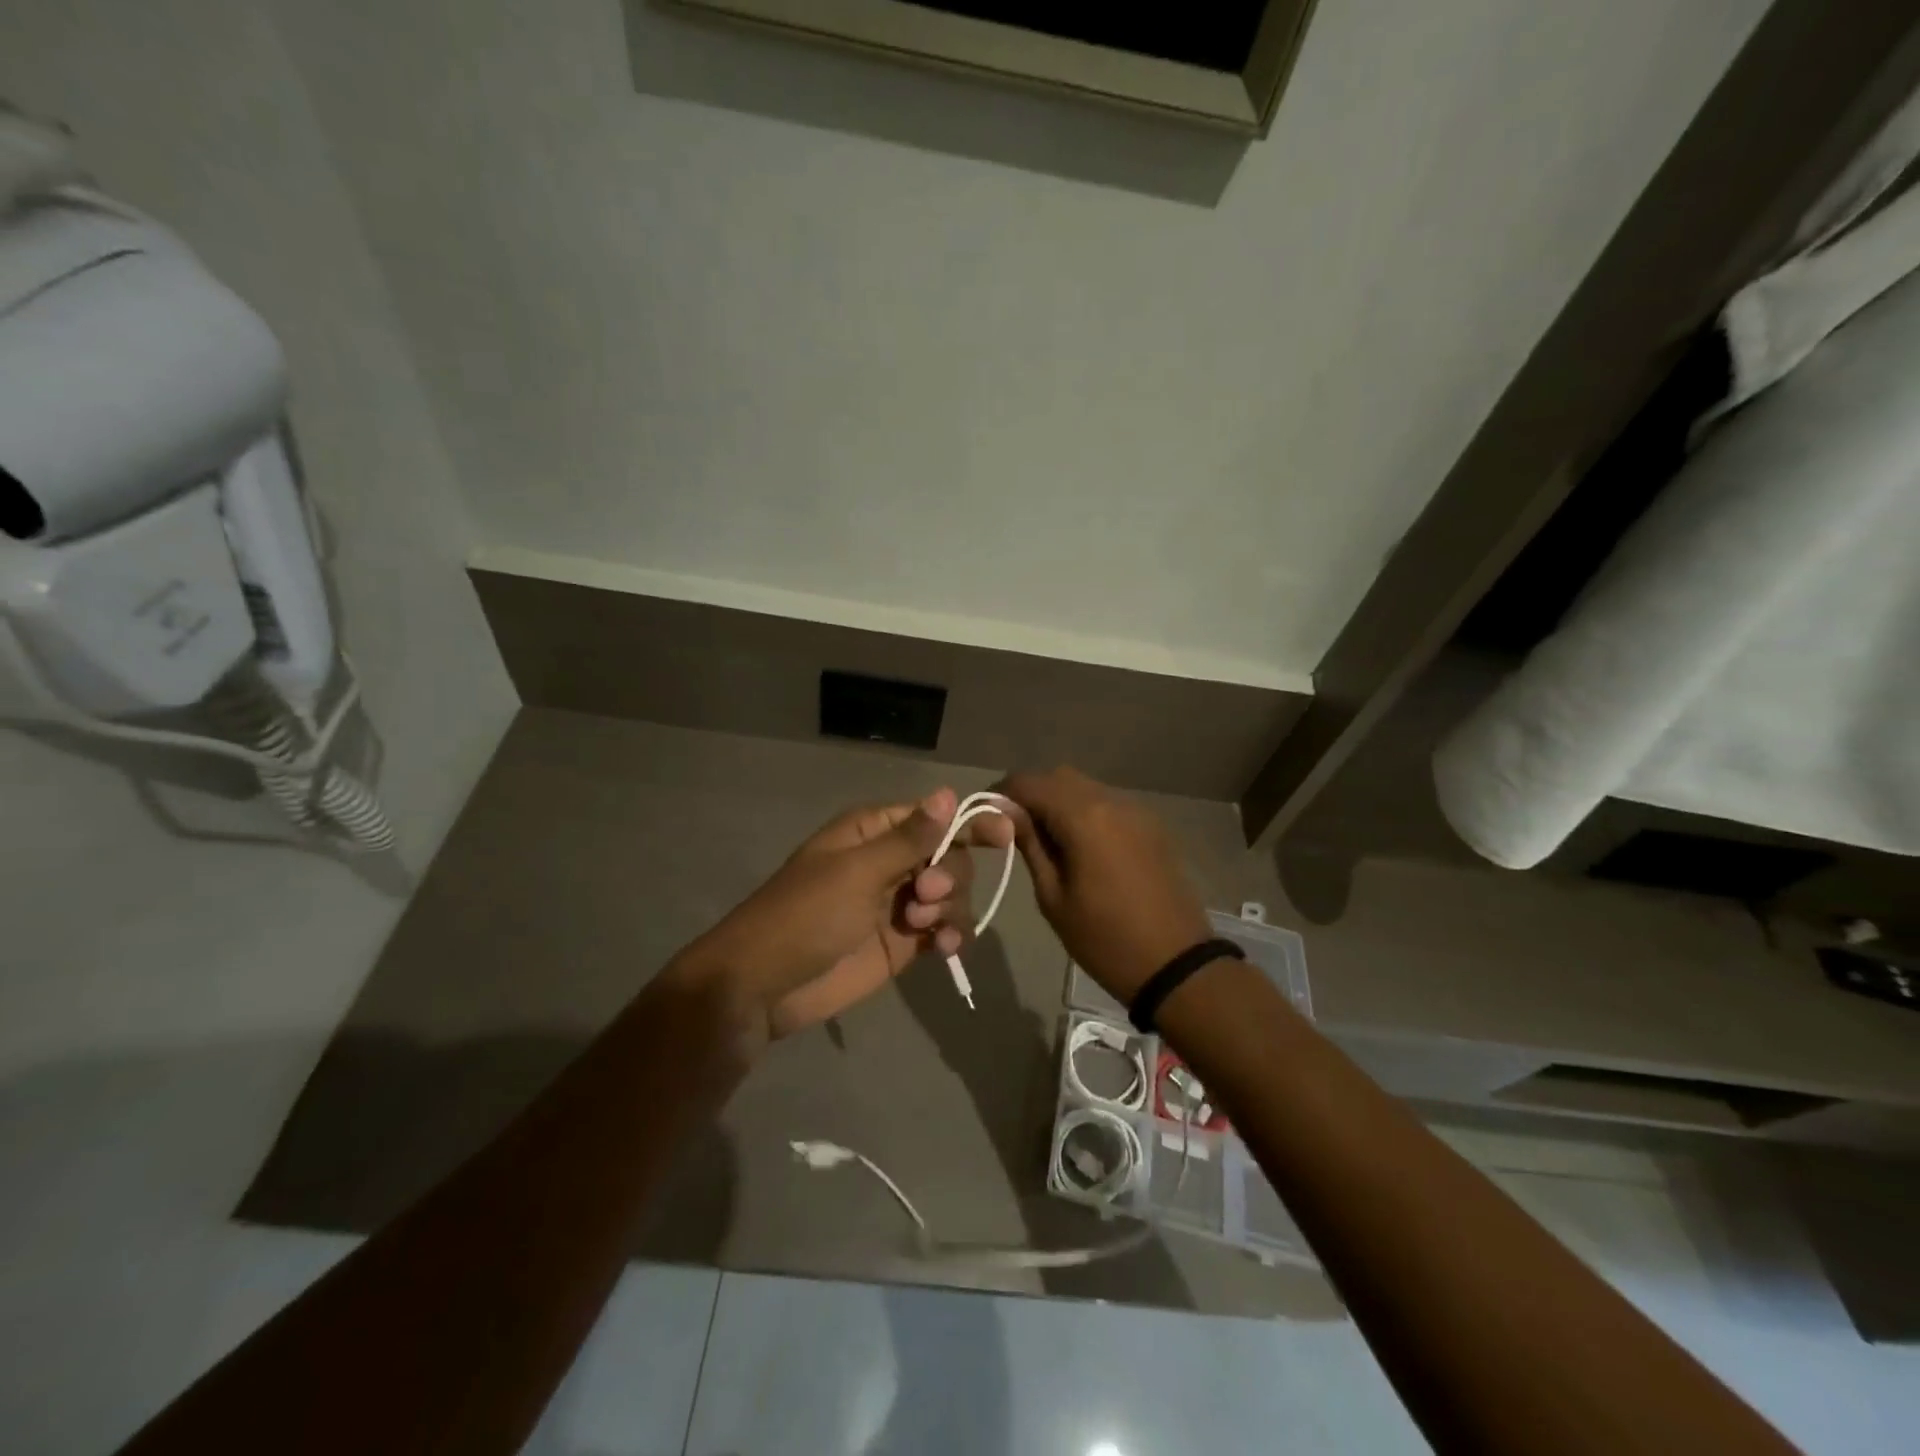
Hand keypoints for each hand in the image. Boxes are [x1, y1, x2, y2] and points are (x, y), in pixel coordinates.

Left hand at [676, 787, 1012, 1041]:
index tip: (1006, 831)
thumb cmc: (805, 915)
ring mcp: (897, 904)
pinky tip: (945, 949)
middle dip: (950, 874)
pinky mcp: (902, 943)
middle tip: (926, 894)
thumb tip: (948, 793)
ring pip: (951, 894)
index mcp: (873, 832)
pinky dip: (950, 936)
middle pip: (950, 856)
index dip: (970, 822)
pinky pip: (942, 930)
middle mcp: (889, 862)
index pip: (934, 817)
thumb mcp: (857, 872)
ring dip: (950, 907)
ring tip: (924, 928)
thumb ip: (909, 838)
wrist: (764, 985)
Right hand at [994, 767, 1210, 1003]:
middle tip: (1014, 829)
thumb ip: (1030, 845)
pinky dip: (1086, 812)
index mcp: (1084, 817)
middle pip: (1059, 777)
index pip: (1030, 783)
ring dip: (1060, 802)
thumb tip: (1007, 815)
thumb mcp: (1053, 897)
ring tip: (1046, 839)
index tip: (987, 816)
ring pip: (1086, 788)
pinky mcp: (1152, 826)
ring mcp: (1137, 811)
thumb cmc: (1104, 938)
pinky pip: (1109, 804)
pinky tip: (1080, 846)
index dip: (1002, 793)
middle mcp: (1112, 801)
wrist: (1176, 964)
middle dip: (1032, 794)